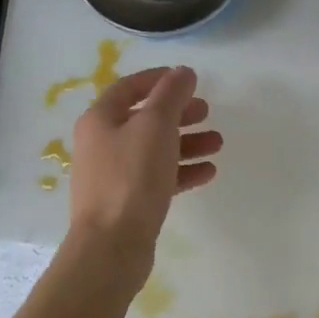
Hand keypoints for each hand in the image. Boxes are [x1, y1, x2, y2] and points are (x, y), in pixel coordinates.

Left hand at [68, 66, 220, 272]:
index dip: (159, 79)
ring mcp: (113, 175)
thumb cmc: (132, 177)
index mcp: (100, 120)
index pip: (129, 88)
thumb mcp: (155, 126)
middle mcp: (102, 143)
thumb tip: (183, 72)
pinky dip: (182, 170)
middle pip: (145, 119)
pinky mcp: (127, 202)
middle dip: (179, 113)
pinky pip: (158, 177)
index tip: (189, 79)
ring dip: (186, 142)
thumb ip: (171, 95)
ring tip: (217, 143)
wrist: (112, 245)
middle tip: (207, 111)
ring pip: (155, 149)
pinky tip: (208, 172)